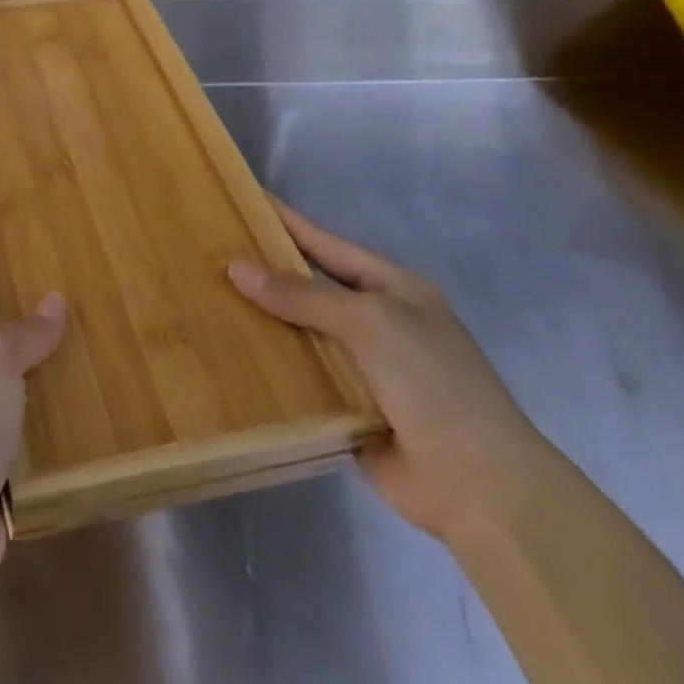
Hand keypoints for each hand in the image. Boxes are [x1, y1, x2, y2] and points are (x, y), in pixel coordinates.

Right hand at [228, 200, 546, 542]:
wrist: (479, 485)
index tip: (242, 199)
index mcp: (391, 289)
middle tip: (207, 252)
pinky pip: (299, 377)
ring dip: (260, 321)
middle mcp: (374, 321)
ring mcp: (360, 366)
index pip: (326, 244)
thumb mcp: (370, 322)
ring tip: (203, 299)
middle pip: (308, 287)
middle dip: (263, 272)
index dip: (286, 221)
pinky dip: (268, 368)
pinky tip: (225, 355)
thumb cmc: (433, 382)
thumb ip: (302, 295)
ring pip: (298, 333)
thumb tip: (236, 268)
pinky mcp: (345, 406)